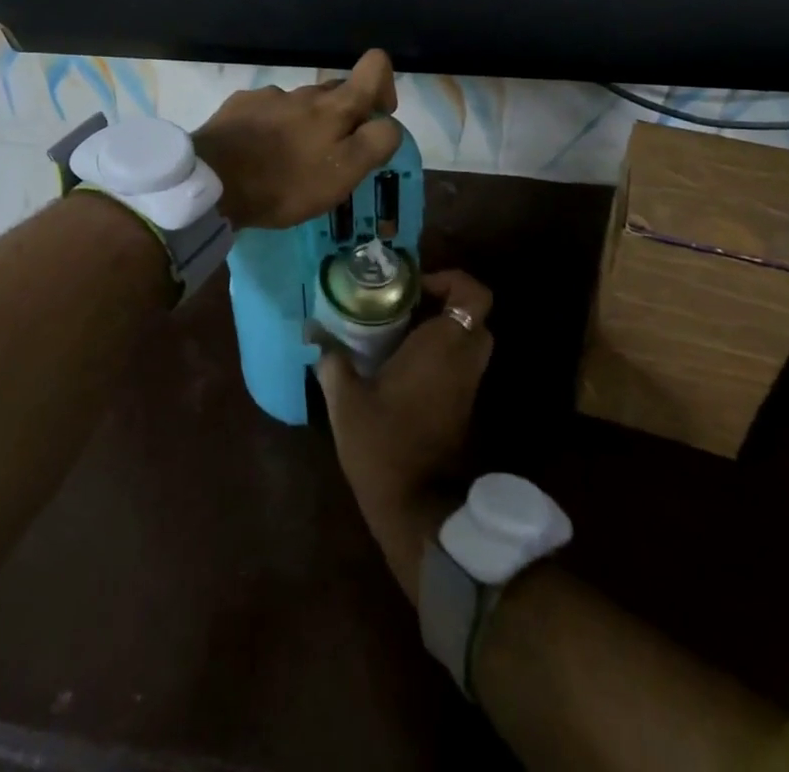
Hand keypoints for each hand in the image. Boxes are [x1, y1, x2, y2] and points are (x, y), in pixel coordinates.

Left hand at [192, 49, 402, 230]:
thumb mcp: (343, 174)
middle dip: (342, 117)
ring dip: (304, 126)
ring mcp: (269, 96)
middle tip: (330, 158)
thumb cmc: (284, 183)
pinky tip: (259, 155)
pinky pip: (267, 111)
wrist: (212, 183)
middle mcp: (305, 92)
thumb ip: (375, 143)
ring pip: (300, 104)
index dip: (384, 85)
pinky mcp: (239, 106)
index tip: (375, 118)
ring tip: (289, 163)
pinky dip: (272, 128)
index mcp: (335, 106)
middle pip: (337, 92)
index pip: (374, 65)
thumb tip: (389, 123)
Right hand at [317, 269, 494, 600]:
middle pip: (472, 315)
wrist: (418, 508)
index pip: (474, 295)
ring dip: (441, 330)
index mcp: (444, 345)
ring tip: (396, 333)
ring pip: (467, 341)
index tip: (415, 287)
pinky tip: (400, 364)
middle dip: (443, 304)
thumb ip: (332, 362)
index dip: (452, 280)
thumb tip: (314, 333)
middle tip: (404, 306)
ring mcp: (469, 385)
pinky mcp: (465, 406)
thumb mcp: (346, 400)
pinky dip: (440, 355)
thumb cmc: (384, 444)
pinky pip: (460, 364)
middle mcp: (464, 359)